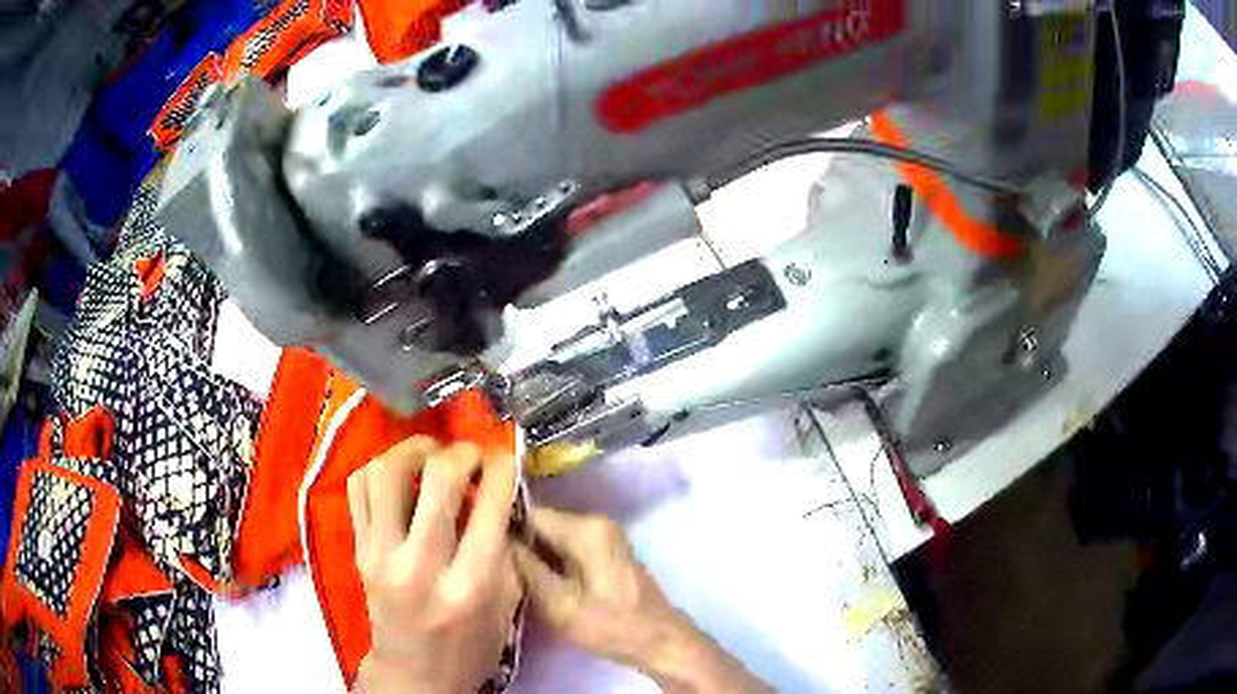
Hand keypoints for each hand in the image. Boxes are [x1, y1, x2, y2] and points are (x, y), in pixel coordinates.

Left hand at [348, 437, 521, 693]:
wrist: (414, 674)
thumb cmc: (469, 647)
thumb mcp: (506, 607)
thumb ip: (505, 551)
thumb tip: (495, 496)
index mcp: (469, 585)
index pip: (489, 506)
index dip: (502, 467)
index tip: (505, 458)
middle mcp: (420, 564)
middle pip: (437, 479)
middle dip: (462, 453)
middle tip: (471, 455)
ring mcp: (380, 554)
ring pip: (385, 473)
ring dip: (414, 450)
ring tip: (432, 454)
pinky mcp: (357, 550)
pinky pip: (357, 488)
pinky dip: (379, 468)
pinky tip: (400, 474)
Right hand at [512, 507, 768, 692]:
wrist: (658, 641)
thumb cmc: (610, 625)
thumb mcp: (559, 603)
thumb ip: (524, 568)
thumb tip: (493, 539)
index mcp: (586, 528)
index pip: (528, 514)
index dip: (500, 527)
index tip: (475, 544)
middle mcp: (595, 522)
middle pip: (539, 524)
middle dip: (515, 544)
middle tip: (489, 566)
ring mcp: (602, 536)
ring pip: (550, 537)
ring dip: (530, 555)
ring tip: (505, 575)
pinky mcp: (604, 552)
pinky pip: (564, 547)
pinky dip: (547, 561)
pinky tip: (533, 582)